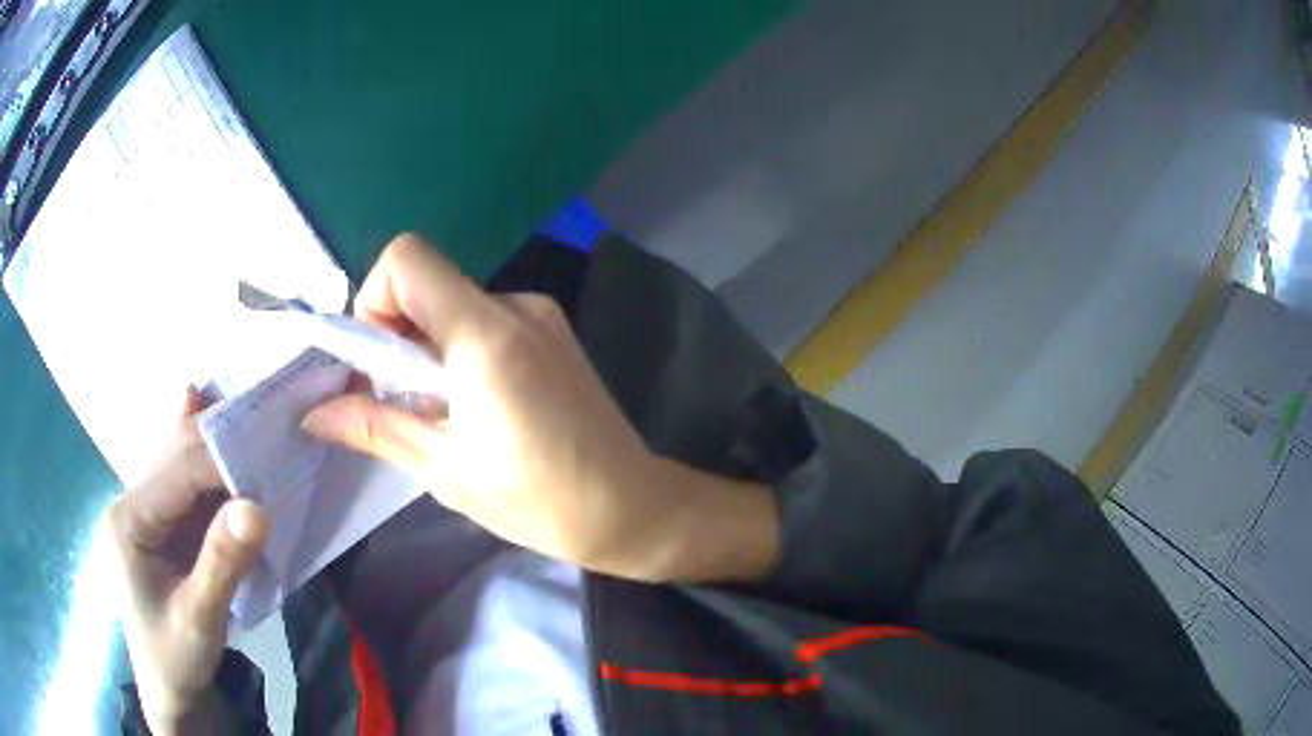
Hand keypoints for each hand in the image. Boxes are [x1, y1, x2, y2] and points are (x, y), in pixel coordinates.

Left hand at [107, 388, 267, 734]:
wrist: (170, 687)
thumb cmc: (176, 656)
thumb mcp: (200, 619)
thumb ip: (222, 563)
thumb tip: (259, 507)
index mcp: (129, 520)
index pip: (177, 473)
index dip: (222, 462)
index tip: (270, 463)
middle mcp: (133, 502)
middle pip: (178, 458)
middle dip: (222, 446)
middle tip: (271, 434)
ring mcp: (147, 511)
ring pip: (183, 464)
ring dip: (218, 447)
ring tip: (257, 424)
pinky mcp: (164, 523)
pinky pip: (186, 483)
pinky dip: (204, 454)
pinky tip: (204, 405)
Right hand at [302, 234, 777, 582]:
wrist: (632, 507)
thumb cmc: (539, 500)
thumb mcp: (446, 470)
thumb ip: (375, 428)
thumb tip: (315, 414)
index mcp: (485, 335)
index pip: (407, 258)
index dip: (374, 299)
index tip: (377, 363)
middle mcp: (515, 306)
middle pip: (427, 281)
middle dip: (395, 333)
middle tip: (404, 399)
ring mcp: (540, 315)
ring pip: (453, 303)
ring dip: (428, 347)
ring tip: (445, 412)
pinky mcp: (553, 331)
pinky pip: (484, 320)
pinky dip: (460, 350)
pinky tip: (478, 404)